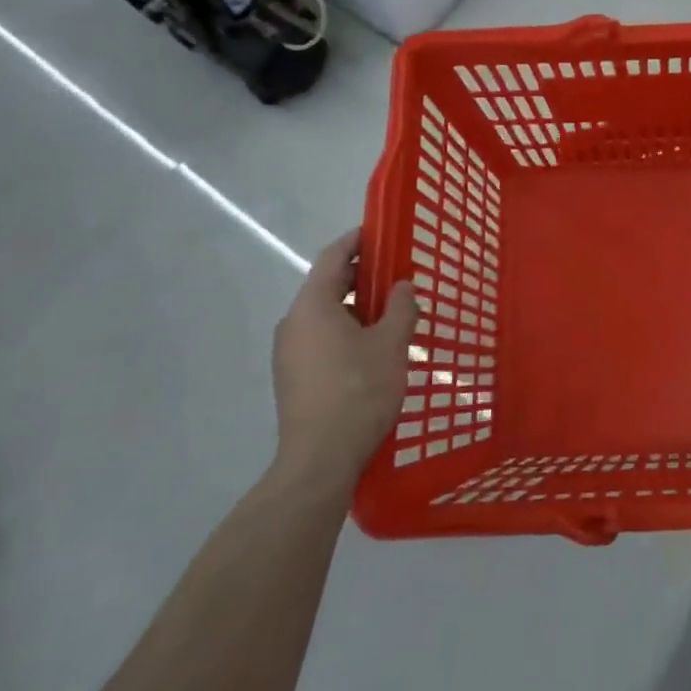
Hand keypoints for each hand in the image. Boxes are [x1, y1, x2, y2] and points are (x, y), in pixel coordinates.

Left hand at [270, 229, 417, 485]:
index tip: (380, 231)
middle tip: (395, 273)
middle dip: (361, 275)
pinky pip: (320, 338)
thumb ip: (401, 307)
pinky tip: (372, 348)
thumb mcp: (392, 344)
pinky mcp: (293, 377)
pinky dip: (345, 331)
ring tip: (390, 313)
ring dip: (355, 307)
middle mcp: (293, 322)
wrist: (319, 460)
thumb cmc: (358, 391)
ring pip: (324, 314)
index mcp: (313, 305)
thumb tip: (402, 286)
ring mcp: (289, 352)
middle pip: (326, 284)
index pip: (333, 256)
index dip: (357, 240)